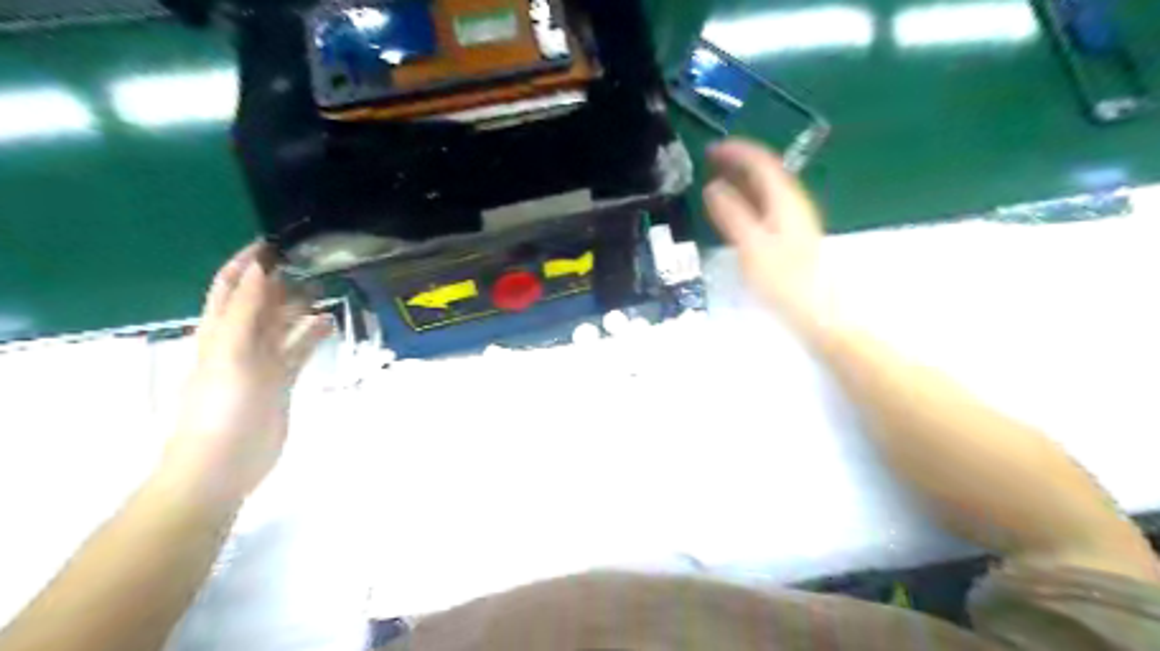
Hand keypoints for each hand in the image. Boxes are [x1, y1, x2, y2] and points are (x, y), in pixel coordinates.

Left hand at [160, 244, 329, 503]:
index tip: (277, 241)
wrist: (223, 463)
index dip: (249, 262)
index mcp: (220, 330)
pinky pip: (299, 348)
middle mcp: (241, 340)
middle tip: (315, 262)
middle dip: (282, 280)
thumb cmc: (222, 406)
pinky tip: (331, 323)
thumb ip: (246, 311)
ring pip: (283, 323)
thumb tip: (262, 268)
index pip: (233, 285)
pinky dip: (313, 333)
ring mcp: (263, 361)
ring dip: (300, 305)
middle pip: (262, 301)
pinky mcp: (282, 380)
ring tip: (329, 288)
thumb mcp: (231, 353)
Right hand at [703, 141, 828, 332]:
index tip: (710, 149)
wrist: (818, 312)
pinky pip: (767, 204)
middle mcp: (793, 203)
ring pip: (767, 188)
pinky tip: (736, 210)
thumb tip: (713, 186)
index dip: (736, 151)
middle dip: (738, 162)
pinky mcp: (792, 235)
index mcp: (785, 199)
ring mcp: (795, 219)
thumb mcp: (751, 245)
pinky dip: (748, 198)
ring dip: (743, 179)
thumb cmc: (784, 280)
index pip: (761, 161)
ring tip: (718, 180)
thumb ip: (732, 213)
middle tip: (710, 161)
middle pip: (766, 171)